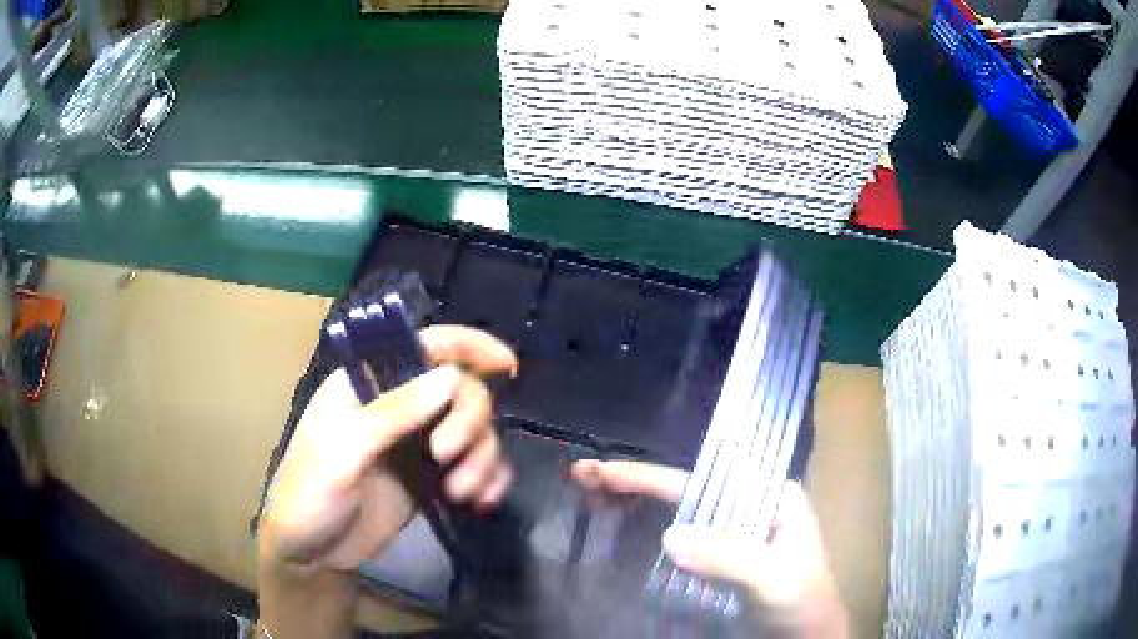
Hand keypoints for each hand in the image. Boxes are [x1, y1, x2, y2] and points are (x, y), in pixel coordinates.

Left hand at [259, 325, 517, 572]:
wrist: (311, 553)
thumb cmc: (310, 493)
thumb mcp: (343, 451)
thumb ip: (394, 413)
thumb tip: (453, 377)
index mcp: (368, 384)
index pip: (424, 347)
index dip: (468, 346)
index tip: (505, 365)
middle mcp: (399, 407)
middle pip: (461, 391)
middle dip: (468, 422)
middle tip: (446, 458)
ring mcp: (418, 445)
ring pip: (475, 432)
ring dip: (482, 459)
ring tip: (462, 494)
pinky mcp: (432, 479)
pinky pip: (477, 467)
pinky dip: (489, 480)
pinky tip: (481, 502)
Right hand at [571, 460, 846, 637]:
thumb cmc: (802, 607)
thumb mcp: (773, 581)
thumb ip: (730, 559)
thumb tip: (667, 536)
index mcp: (770, 499)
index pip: (704, 482)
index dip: (650, 476)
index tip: (603, 472)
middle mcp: (749, 512)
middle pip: (685, 491)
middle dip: (635, 482)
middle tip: (582, 475)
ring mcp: (732, 539)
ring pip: (677, 514)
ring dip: (634, 504)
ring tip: (589, 496)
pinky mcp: (718, 566)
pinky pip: (678, 545)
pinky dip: (645, 535)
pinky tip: (618, 530)